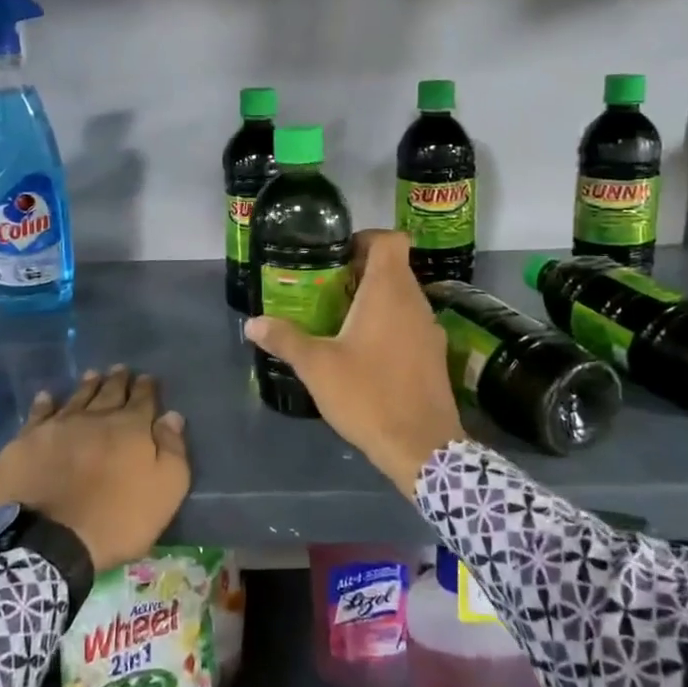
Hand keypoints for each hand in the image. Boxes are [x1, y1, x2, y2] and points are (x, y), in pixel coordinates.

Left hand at [0, 366, 189, 573]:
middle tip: (121, 369)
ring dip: (88, 385)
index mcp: (131, 428)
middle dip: (118, 380)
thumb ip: (172, 450)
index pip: (143, 399)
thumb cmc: (116, 520)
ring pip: (77, 397)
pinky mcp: (28, 441)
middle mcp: (96, 417)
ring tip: (93, 374)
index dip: (147, 388)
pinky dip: (45, 403)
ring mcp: (59, 426)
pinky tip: (47, 396)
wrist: (50, 540)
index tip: (148, 378)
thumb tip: (172, 416)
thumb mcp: (165, 490)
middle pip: (110, 392)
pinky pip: (39, 413)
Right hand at [245, 229, 463, 492]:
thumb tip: (252, 323)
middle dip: (361, 272)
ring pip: (403, 297)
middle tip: (327, 289)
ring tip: (341, 320)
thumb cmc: (368, 395)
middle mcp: (415, 301)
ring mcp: (430, 329)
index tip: (338, 256)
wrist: (421, 447)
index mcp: (389, 291)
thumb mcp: (317, 367)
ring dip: (375, 300)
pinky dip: (390, 325)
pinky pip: (410, 323)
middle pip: (393, 267)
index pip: (391, 240)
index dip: (365, 239)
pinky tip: (366, 352)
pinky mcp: (435, 355)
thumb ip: (285, 339)